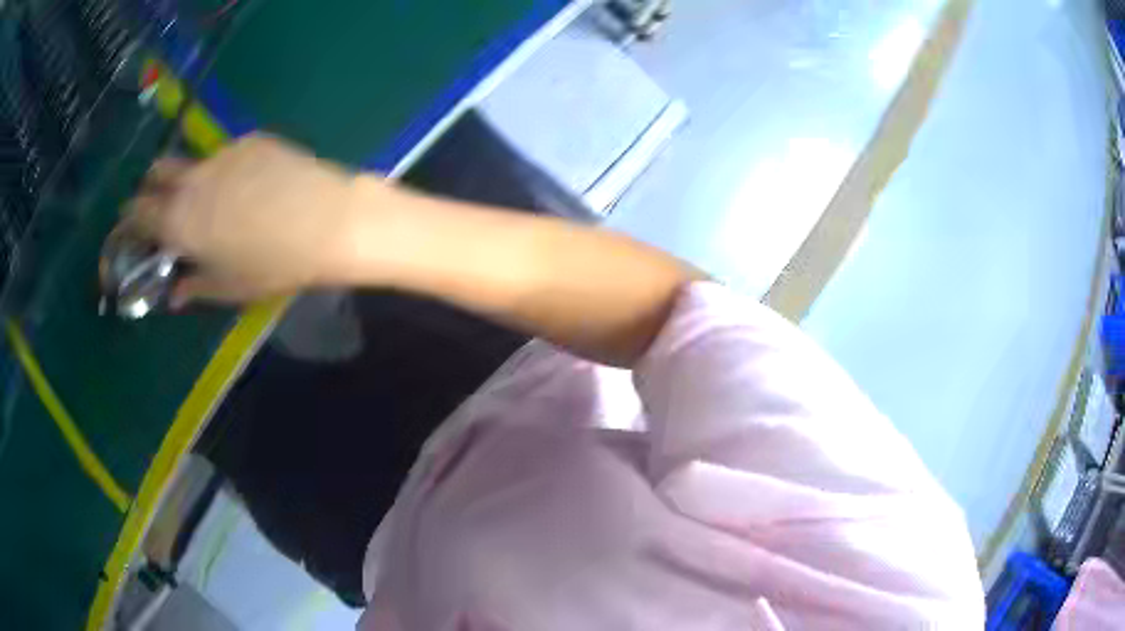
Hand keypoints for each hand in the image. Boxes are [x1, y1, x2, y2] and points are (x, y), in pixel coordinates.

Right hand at [125, 134, 400, 306]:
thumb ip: (194, 287)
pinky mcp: (251, 140)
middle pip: (157, 173)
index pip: (138, 212)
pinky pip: (226, 154)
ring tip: (207, 194)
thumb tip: (175, 292)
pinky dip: (225, 168)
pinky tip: (250, 184)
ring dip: (188, 175)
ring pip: (192, 160)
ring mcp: (222, 154)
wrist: (328, 221)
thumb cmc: (273, 264)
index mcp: (179, 221)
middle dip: (152, 186)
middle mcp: (193, 180)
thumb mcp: (229, 287)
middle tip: (163, 204)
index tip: (131, 223)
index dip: (131, 217)